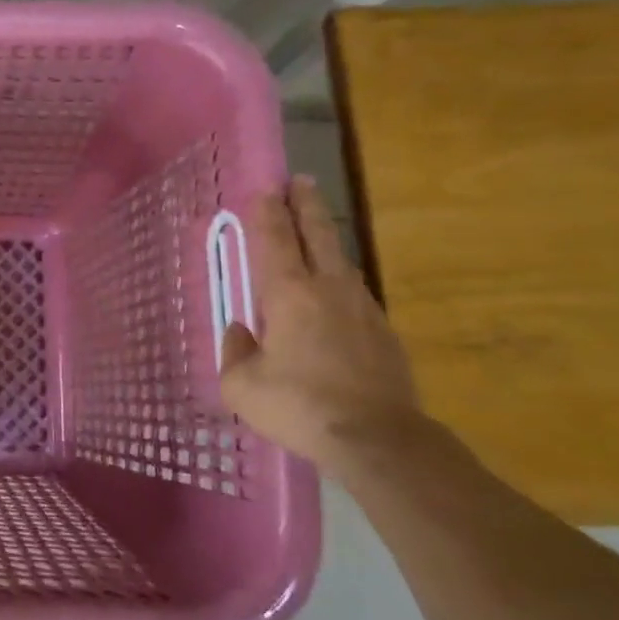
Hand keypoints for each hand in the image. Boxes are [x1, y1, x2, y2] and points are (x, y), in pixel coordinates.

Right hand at [220, 177, 422, 471]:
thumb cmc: (299, 406)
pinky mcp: (384, 333)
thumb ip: (234, 353)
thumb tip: (241, 333)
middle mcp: (327, 289)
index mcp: (288, 294)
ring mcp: (362, 309)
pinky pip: (356, 293)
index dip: (268, 212)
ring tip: (317, 230)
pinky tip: (337, 291)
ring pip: (341, 260)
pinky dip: (341, 280)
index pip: (274, 240)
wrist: (377, 439)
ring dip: (326, 238)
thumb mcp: (242, 387)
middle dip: (306, 204)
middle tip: (301, 180)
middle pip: (317, 234)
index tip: (266, 188)